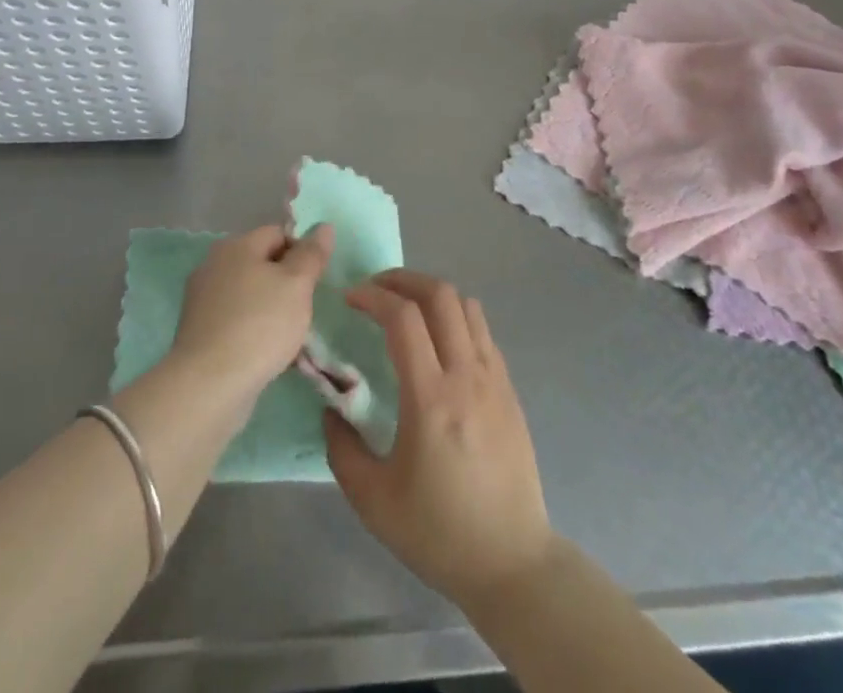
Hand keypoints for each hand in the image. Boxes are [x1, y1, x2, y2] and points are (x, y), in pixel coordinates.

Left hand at [172, 224, 331, 399]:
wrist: (209, 386)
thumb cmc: (259, 326)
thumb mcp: (297, 285)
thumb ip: (311, 254)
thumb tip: (324, 226)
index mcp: (236, 245)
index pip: (278, 234)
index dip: (301, 253)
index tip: (314, 283)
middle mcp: (214, 264)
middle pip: (261, 263)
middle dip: (285, 283)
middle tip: (303, 310)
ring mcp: (202, 299)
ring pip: (249, 294)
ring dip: (269, 309)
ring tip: (287, 337)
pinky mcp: (198, 331)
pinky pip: (235, 320)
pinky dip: (251, 330)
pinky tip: (264, 353)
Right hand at [324, 270, 554, 611]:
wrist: (512, 563)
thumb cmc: (439, 533)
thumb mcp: (373, 501)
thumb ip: (342, 448)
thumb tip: (330, 408)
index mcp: (431, 398)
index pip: (403, 317)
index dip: (373, 296)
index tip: (350, 298)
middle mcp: (466, 375)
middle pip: (440, 294)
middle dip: (403, 279)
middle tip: (376, 290)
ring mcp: (494, 379)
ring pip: (466, 305)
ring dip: (432, 294)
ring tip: (406, 308)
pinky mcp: (509, 390)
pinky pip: (482, 331)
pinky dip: (456, 317)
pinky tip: (439, 342)